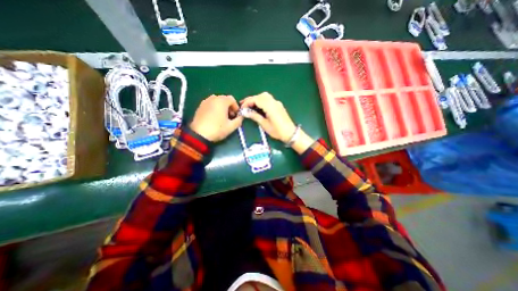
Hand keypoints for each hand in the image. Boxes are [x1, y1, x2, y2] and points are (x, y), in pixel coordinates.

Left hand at [189, 96, 244, 141]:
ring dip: (222, 107)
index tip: (236, 115)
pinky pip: (210, 104)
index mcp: (222, 101)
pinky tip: (214, 117)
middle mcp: (213, 98)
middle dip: (229, 107)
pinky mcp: (200, 106)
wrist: (199, 134)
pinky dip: (214, 108)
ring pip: (217, 101)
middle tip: (230, 117)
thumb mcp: (231, 126)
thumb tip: (241, 117)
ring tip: (222, 117)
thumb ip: (239, 120)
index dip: (236, 107)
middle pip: (224, 99)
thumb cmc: (217, 129)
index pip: (232, 99)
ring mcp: (205, 101)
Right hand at [239, 93, 294, 142]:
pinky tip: (258, 106)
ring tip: (249, 105)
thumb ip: (255, 116)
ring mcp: (277, 103)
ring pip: (265, 96)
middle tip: (243, 104)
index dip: (248, 102)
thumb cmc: (277, 131)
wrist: (291, 133)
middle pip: (261, 96)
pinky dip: (262, 101)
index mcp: (270, 106)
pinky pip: (269, 99)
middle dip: (251, 99)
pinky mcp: (278, 105)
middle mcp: (274, 102)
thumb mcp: (265, 125)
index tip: (242, 108)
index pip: (256, 99)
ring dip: (256, 99)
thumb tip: (245, 112)